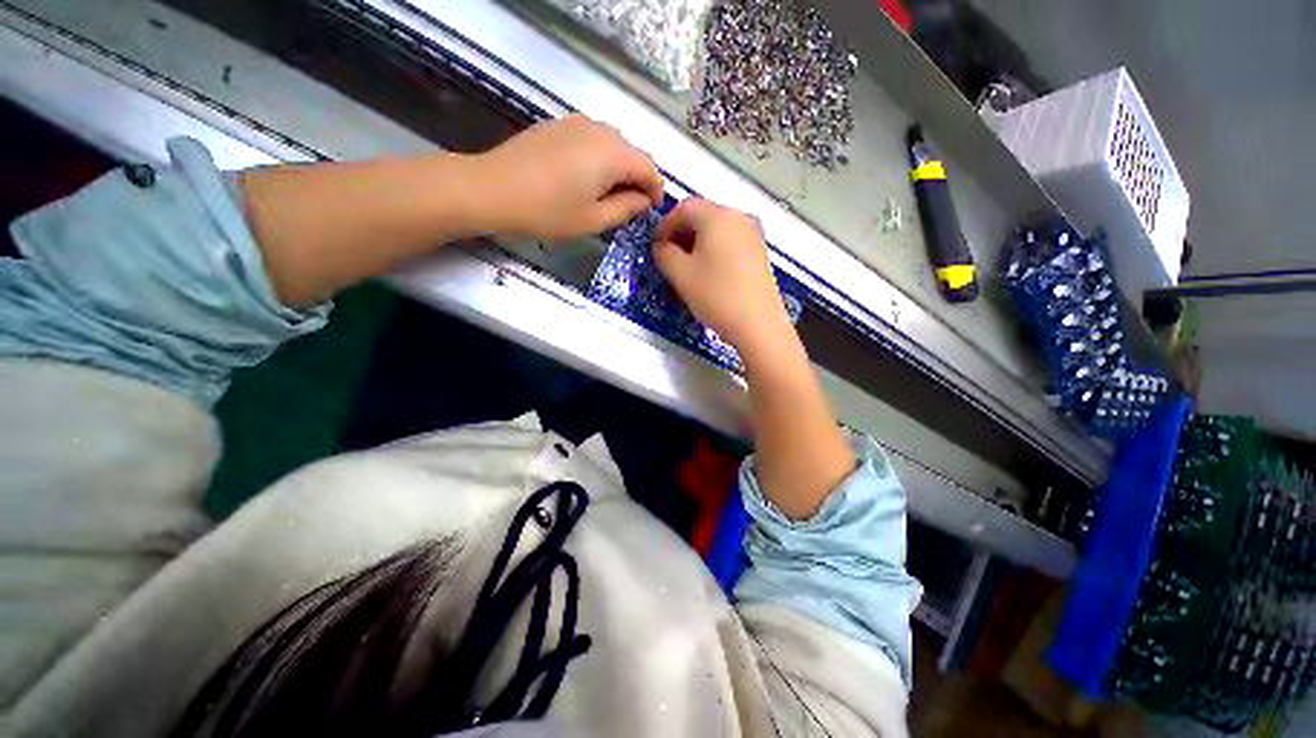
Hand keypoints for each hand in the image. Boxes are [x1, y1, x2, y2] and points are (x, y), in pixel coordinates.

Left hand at [473, 114, 663, 241]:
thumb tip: (644, 200)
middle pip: (632, 153)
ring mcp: (577, 123)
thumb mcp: (594, 220)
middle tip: (629, 208)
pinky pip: (592, 140)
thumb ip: (627, 208)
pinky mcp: (559, 125)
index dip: (656, 191)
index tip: (651, 211)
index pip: (649, 168)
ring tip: (606, 196)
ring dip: (618, 169)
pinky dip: (599, 159)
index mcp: (613, 154)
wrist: (493, 189)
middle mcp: (600, 130)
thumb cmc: (549, 211)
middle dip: (637, 180)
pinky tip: (585, 179)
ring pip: (613, 145)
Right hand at [652, 198, 793, 359]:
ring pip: (717, 229)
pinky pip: (731, 241)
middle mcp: (739, 217)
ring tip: (687, 268)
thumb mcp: (680, 275)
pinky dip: (715, 250)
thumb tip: (661, 246)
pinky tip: (709, 272)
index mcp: (718, 216)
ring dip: (697, 243)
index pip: (683, 208)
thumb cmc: (716, 296)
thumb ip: (663, 253)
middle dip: (681, 234)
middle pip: (702, 215)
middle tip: (669, 258)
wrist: (758, 324)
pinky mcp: (760, 252)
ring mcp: (754, 234)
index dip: (664, 226)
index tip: (656, 248)